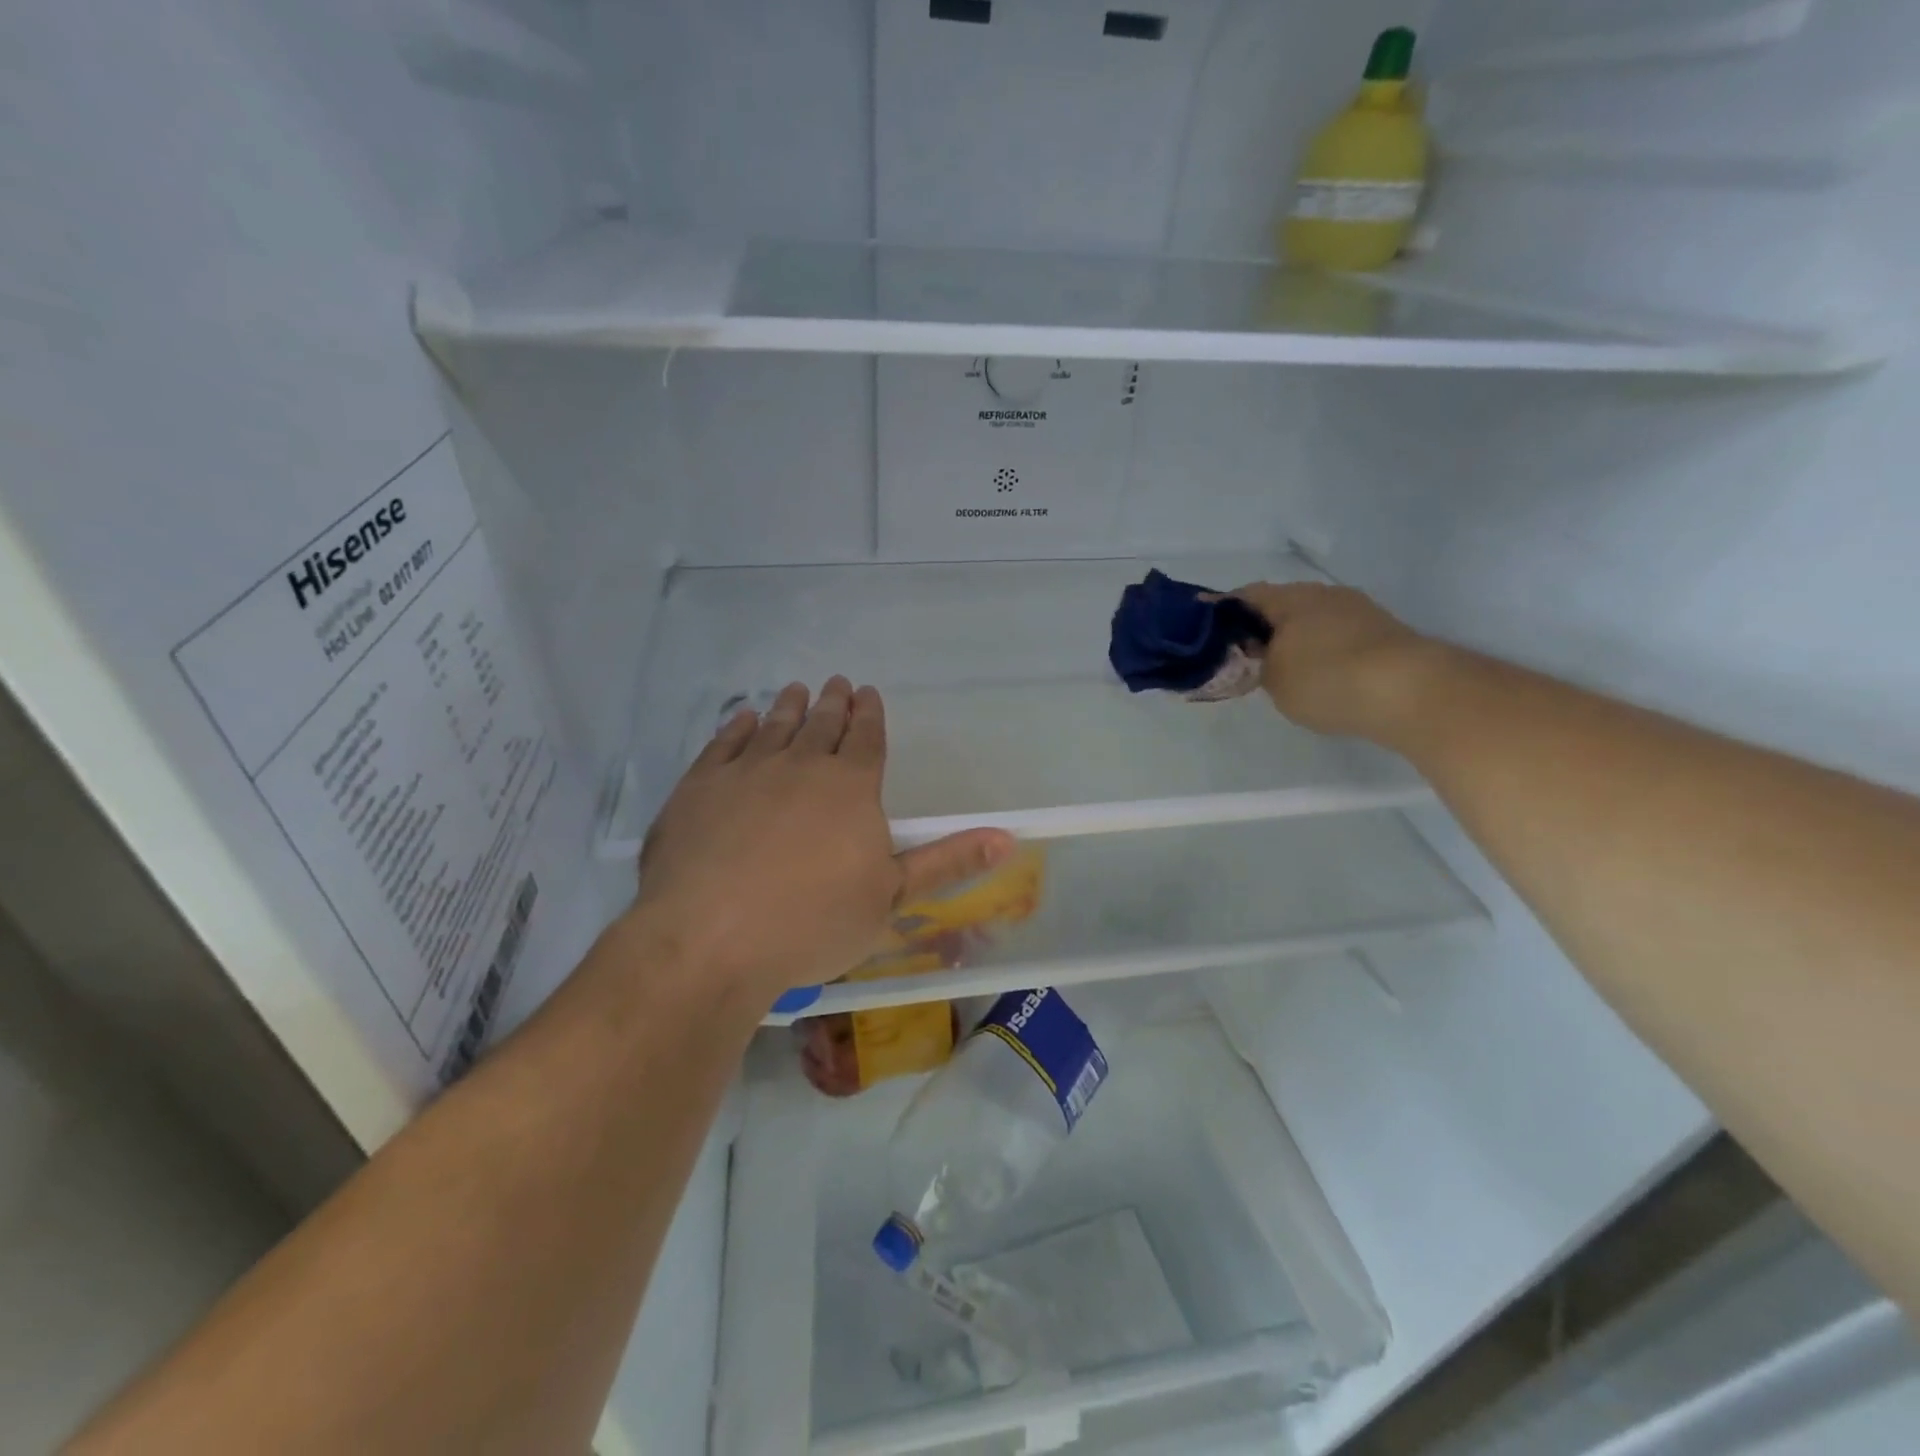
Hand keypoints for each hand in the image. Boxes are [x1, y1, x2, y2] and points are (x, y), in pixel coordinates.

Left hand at [632, 678, 1014, 1000]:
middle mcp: (801, 766)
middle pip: (823, 724)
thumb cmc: (813, 921)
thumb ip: (947, 861)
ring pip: (775, 726)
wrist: (712, 937)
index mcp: (851, 787)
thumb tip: (1008, 836)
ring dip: (789, 706)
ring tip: (796, 690)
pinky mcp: (699, 786)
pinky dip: (738, 727)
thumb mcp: (893, 897)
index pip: (867, 738)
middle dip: (834, 703)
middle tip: (837, 684)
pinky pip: (724, 744)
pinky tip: (743, 720)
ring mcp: (746, 771)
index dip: (870, 715)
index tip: (869, 693)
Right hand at [1230, 582, 1445, 743]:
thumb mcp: (1273, 679)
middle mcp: (1324, 594)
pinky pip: (1337, 637)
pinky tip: (1317, 677)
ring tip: (1279, 670)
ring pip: (1312, 621)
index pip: (1244, 596)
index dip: (1220, 613)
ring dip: (1293, 640)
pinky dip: (1321, 652)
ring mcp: (1359, 611)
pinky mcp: (1384, 633)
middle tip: (1241, 656)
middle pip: (1281, 606)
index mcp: (1290, 598)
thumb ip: (1255, 664)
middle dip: (1260, 628)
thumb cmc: (1326, 679)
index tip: (1204, 631)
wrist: (1411, 692)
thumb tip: (1256, 655)